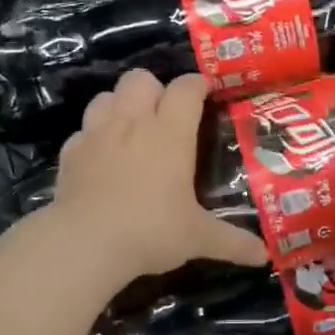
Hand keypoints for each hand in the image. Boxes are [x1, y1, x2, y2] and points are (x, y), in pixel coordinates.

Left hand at [48, 70, 269, 288]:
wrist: (84, 243)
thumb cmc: (150, 231)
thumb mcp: (197, 238)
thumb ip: (232, 241)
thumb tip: (264, 256)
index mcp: (170, 132)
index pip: (186, 87)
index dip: (196, 85)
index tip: (205, 93)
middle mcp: (133, 122)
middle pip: (140, 78)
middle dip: (154, 88)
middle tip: (164, 114)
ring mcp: (96, 133)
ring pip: (106, 96)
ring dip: (119, 105)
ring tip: (129, 129)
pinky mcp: (70, 152)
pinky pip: (82, 131)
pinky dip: (92, 137)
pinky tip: (99, 157)